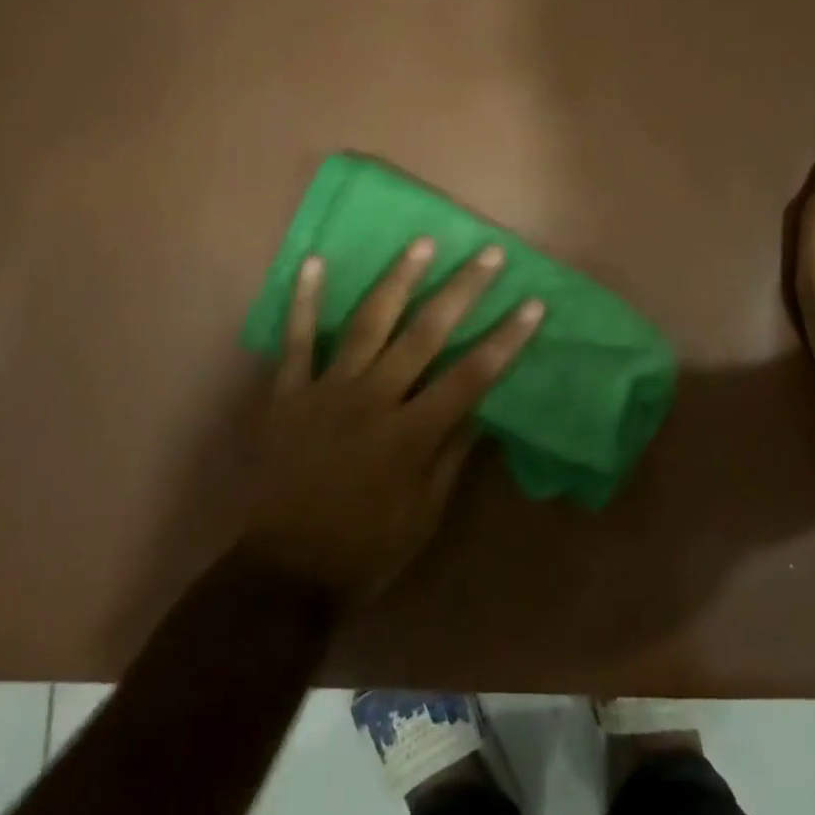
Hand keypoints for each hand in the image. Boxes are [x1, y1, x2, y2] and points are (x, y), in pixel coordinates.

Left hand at [242, 238, 543, 601]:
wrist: (282, 572)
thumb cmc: (365, 549)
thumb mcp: (424, 515)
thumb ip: (452, 455)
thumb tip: (482, 407)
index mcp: (411, 434)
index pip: (471, 376)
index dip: (505, 340)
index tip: (532, 304)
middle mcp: (374, 399)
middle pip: (425, 335)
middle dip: (462, 291)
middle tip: (488, 254)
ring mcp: (328, 390)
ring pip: (368, 323)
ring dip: (398, 280)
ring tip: (422, 242)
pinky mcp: (290, 392)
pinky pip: (296, 340)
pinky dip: (305, 301)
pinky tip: (315, 261)